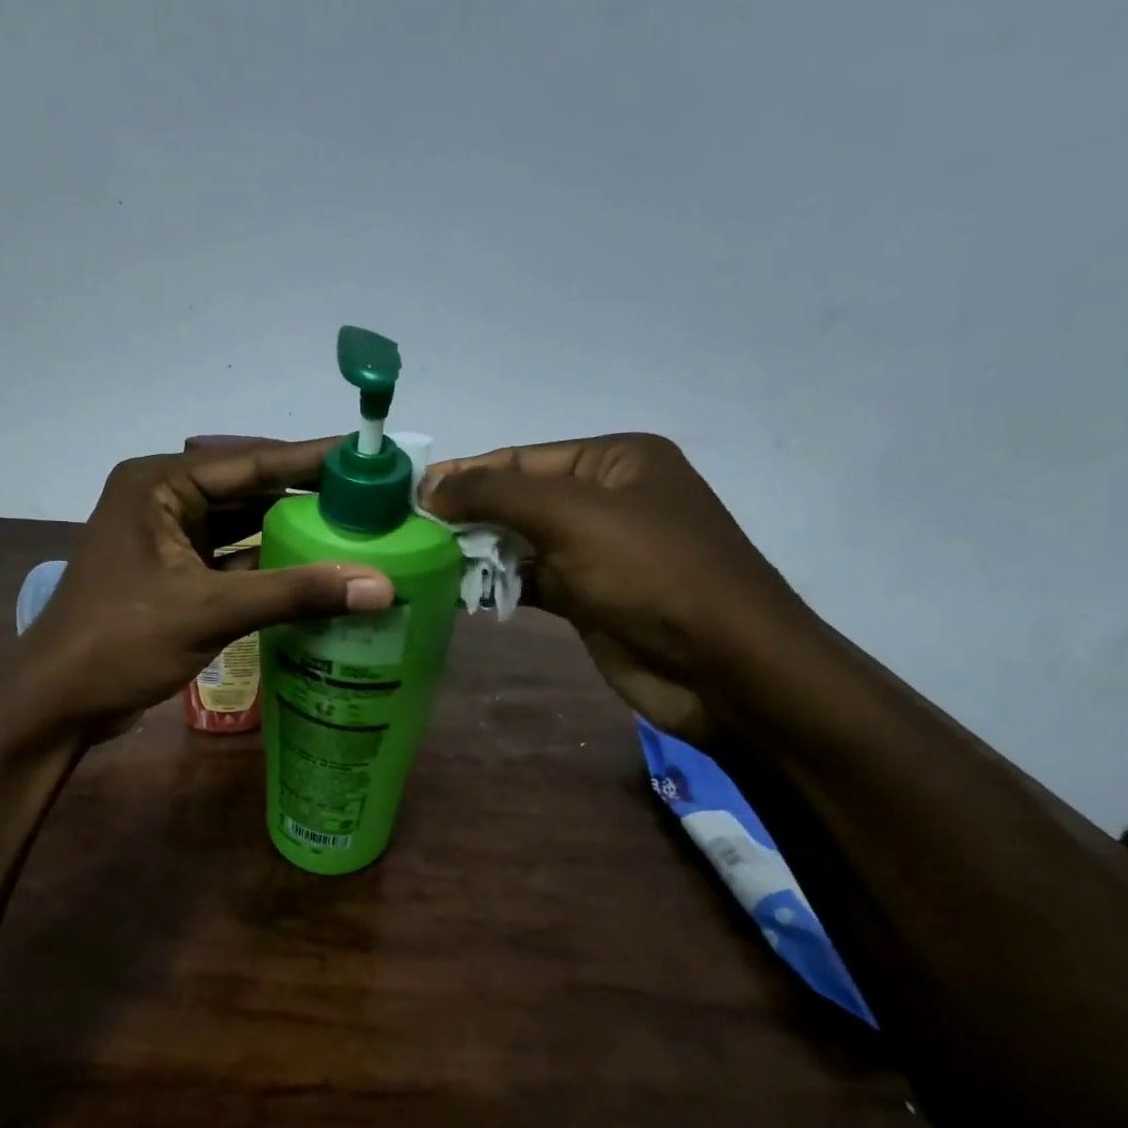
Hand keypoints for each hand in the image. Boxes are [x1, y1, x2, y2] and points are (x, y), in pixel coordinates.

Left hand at [15, 439, 393, 736]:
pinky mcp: (173, 573)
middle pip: (248, 489)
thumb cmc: (121, 642)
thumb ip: (295, 593)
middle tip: (371, 498)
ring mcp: (166, 537)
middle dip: (306, 496)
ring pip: (241, 524)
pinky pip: (231, 557)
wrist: (58, 702)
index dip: (313, 459)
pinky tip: (314, 571)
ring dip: (289, 531)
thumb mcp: (210, 610)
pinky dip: (269, 564)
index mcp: (160, 484)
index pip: (251, 462)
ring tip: (354, 530)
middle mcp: (163, 499)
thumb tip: (381, 586)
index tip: (369, 455)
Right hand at [421, 435, 810, 739]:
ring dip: (476, 554)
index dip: (464, 475)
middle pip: (517, 501)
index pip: (521, 459)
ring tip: (418, 563)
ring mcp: (596, 553)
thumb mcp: (573, 516)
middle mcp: (604, 500)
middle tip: (405, 533)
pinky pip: (529, 582)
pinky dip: (496, 586)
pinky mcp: (588, 599)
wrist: (722, 667)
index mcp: (614, 461)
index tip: (407, 494)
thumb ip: (497, 495)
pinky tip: (454, 592)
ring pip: (520, 545)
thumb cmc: (653, 572)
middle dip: (465, 517)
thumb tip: (430, 487)